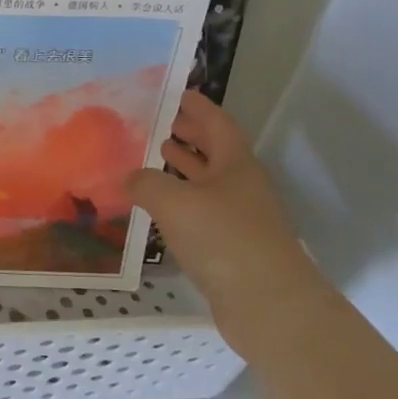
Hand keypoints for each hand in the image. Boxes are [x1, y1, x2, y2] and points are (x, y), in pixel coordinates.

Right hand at [126, 90, 333, 354]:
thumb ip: (145, 182)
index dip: (197, 107)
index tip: (175, 92)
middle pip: (215, 151)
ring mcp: (239, 218)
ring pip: (208, 182)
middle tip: (157, 121)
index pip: (216, 123)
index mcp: (235, 164)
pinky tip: (157, 206)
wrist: (269, 306)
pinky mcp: (232, 248)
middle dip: (188, 134)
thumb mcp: (174, 202)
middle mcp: (241, 186)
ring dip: (183, 167)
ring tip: (153, 155)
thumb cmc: (224, 240)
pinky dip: (180, 202)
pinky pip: (202, 212)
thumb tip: (128, 176)